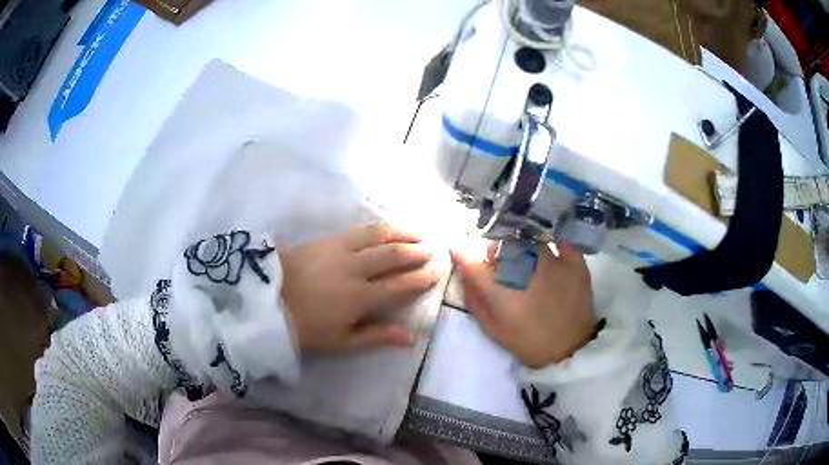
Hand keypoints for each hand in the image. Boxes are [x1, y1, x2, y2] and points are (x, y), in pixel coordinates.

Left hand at [279, 223, 439, 352]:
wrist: (267, 300)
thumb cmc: (305, 327)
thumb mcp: (341, 342)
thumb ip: (377, 337)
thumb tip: (411, 337)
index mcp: (360, 297)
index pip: (400, 285)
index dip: (421, 278)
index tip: (436, 272)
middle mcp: (355, 268)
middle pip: (393, 255)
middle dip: (416, 252)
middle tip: (432, 250)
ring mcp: (340, 250)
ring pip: (378, 236)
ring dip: (402, 232)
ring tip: (418, 232)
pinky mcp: (326, 239)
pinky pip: (358, 230)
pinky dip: (377, 228)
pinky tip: (385, 228)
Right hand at [454, 242, 595, 368]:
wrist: (570, 349)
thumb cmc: (529, 342)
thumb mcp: (493, 329)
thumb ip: (475, 300)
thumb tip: (463, 272)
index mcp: (503, 292)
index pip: (474, 264)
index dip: (463, 255)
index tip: (460, 252)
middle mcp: (527, 271)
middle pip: (502, 245)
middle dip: (494, 251)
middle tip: (498, 263)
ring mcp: (554, 263)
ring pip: (529, 240)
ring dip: (520, 245)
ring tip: (525, 259)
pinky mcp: (575, 262)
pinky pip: (558, 241)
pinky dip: (550, 243)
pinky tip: (547, 252)